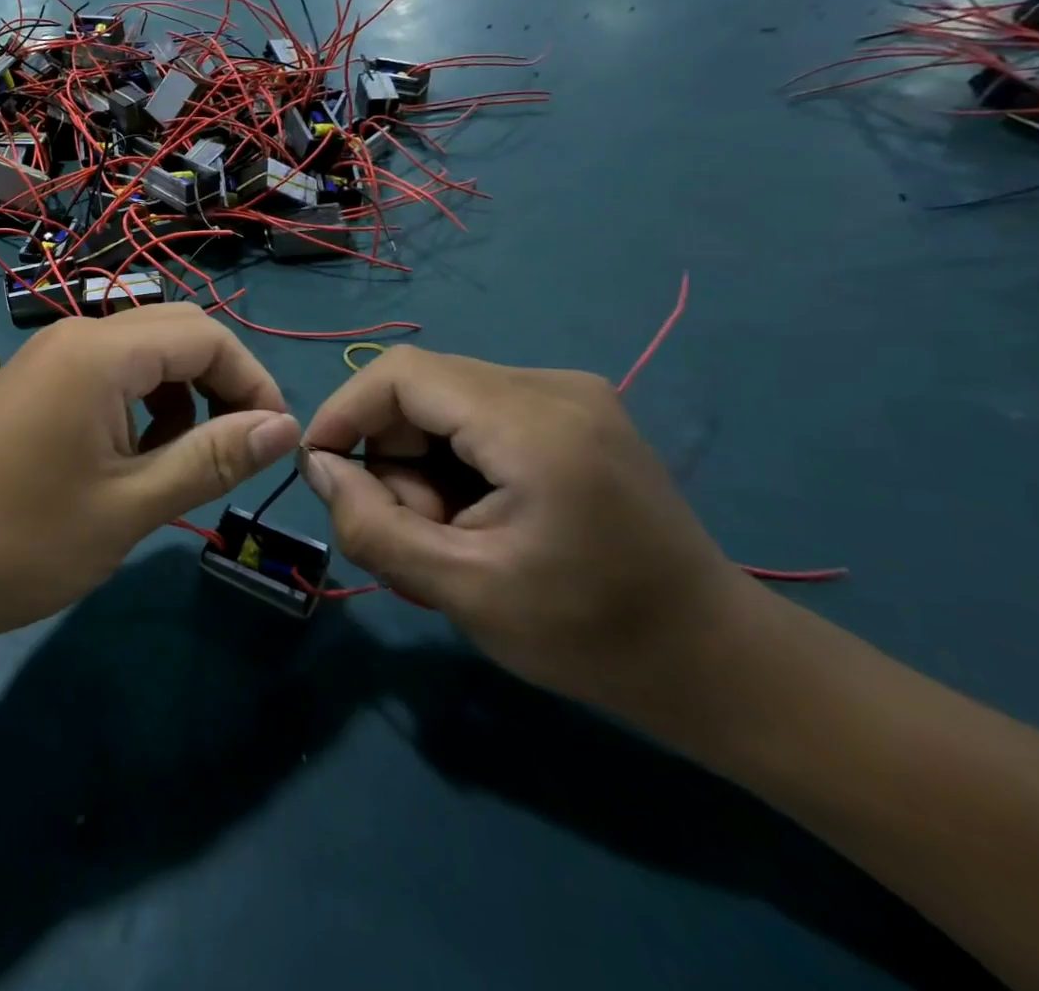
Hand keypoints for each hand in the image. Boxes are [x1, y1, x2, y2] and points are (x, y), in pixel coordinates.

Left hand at [0, 306, 298, 648]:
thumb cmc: (18, 542)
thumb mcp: (128, 507)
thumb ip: (210, 459)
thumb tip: (284, 428)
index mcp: (99, 352)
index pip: (206, 335)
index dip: (254, 382)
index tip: (276, 443)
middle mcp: (73, 337)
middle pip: (175, 332)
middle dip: (220, 382)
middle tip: (237, 449)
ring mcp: (46, 359)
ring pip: (140, 353)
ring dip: (179, 395)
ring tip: (176, 463)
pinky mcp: (30, 386)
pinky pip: (104, 375)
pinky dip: (138, 404)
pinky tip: (127, 459)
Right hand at [299, 348, 758, 718]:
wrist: (719, 663)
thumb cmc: (592, 635)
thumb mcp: (462, 591)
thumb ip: (373, 526)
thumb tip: (318, 468)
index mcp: (533, 422)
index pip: (400, 374)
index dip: (345, 412)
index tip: (322, 471)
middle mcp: (552, 385)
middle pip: (421, 390)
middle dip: (392, 457)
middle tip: (410, 533)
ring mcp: (569, 395)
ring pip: (444, 404)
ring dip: (421, 466)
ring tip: (448, 538)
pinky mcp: (573, 414)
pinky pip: (477, 416)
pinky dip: (453, 462)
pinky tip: (477, 519)